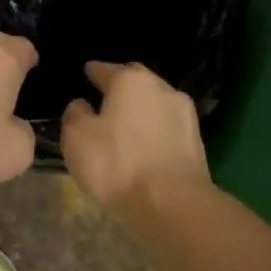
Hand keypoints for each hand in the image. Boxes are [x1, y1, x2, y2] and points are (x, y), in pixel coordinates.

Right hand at [61, 61, 210, 213]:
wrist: (173, 202)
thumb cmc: (117, 164)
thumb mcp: (76, 138)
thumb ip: (75, 114)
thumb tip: (82, 105)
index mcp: (130, 80)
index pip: (105, 69)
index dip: (93, 71)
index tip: (86, 73)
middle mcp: (161, 87)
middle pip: (135, 81)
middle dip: (120, 87)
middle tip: (104, 99)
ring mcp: (184, 113)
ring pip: (154, 102)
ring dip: (140, 109)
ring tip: (124, 124)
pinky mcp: (196, 139)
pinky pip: (166, 126)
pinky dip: (153, 129)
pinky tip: (144, 143)